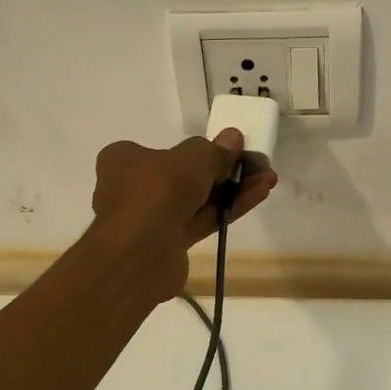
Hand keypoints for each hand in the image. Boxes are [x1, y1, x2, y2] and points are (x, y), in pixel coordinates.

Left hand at [91, 130, 278, 297]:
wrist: (141, 251)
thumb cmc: (157, 190)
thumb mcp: (192, 159)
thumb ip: (214, 151)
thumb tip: (233, 138)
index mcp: (123, 160)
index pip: (163, 151)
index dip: (197, 152)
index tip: (227, 151)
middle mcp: (131, 189)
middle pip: (184, 177)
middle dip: (222, 172)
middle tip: (254, 165)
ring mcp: (150, 219)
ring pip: (196, 201)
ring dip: (231, 190)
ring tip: (267, 180)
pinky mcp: (168, 245)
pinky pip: (201, 220)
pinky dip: (227, 210)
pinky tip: (256, 196)